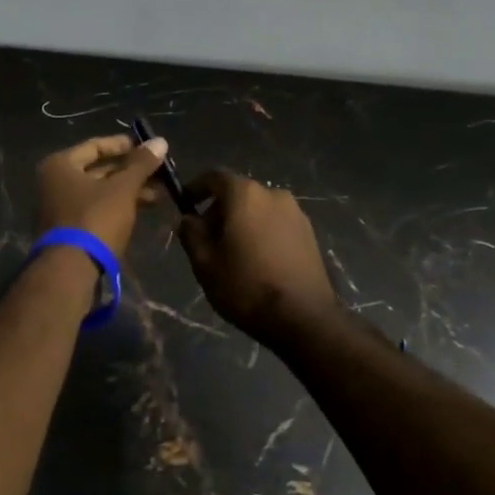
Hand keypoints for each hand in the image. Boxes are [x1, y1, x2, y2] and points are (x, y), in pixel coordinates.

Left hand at [34, 133, 169, 256]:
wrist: (71, 269)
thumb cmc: (95, 219)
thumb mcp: (123, 189)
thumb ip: (141, 164)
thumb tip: (160, 140)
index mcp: (60, 165)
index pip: (96, 146)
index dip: (124, 145)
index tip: (148, 148)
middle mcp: (55, 182)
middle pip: (99, 169)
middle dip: (131, 172)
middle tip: (159, 172)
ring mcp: (60, 206)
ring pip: (100, 191)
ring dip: (129, 190)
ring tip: (159, 194)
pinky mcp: (69, 228)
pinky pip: (97, 208)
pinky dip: (118, 205)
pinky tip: (143, 208)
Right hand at [177, 172, 339, 342]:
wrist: (302, 317)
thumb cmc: (245, 286)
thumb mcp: (204, 262)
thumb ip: (191, 233)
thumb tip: (190, 219)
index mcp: (246, 195)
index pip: (214, 177)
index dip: (196, 187)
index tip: (185, 204)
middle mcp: (274, 194)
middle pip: (238, 193)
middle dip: (218, 210)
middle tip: (206, 238)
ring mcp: (296, 213)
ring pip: (258, 209)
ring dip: (241, 223)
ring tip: (231, 253)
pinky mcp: (309, 233)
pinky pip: (276, 224)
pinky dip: (261, 232)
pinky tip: (256, 260)